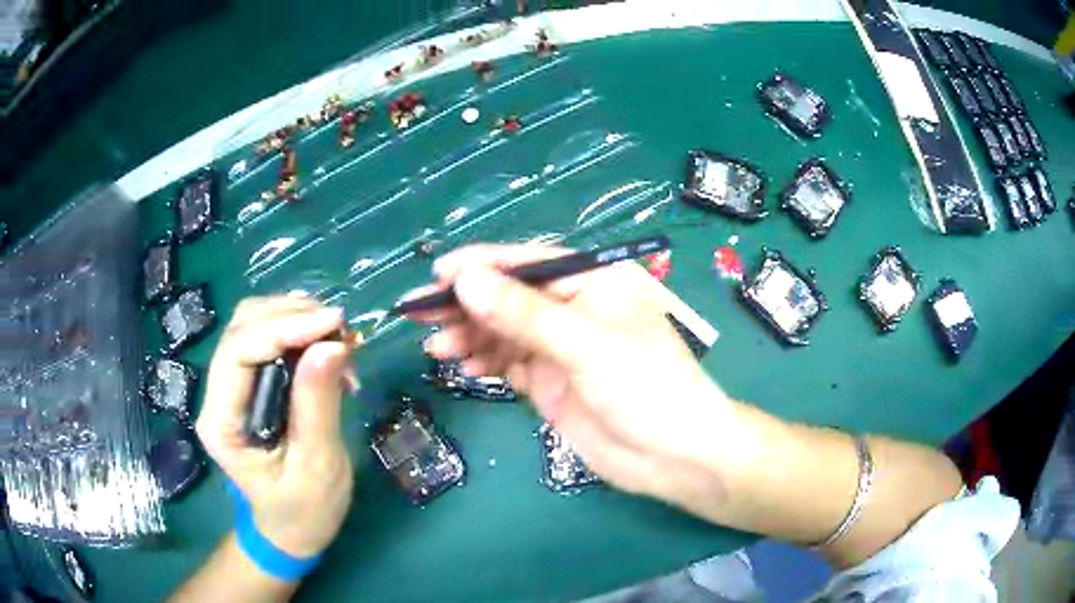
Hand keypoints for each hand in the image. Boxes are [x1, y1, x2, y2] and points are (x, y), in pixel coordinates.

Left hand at [196, 297, 354, 557]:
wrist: (293, 528)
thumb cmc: (304, 510)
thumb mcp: (317, 466)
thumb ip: (318, 405)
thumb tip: (331, 344)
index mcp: (221, 422)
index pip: (238, 352)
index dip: (283, 328)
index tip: (335, 324)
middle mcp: (218, 395)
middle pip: (242, 328)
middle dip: (292, 317)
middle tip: (343, 330)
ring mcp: (232, 387)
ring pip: (254, 324)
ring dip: (298, 320)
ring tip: (340, 339)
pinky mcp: (251, 384)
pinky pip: (269, 338)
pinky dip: (301, 332)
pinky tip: (329, 348)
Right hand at [412, 244, 742, 504]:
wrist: (674, 457)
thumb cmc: (646, 388)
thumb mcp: (586, 345)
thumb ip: (524, 314)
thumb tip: (466, 280)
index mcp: (593, 281)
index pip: (528, 262)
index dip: (480, 266)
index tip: (436, 275)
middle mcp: (574, 308)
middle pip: (509, 297)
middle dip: (465, 304)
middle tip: (419, 314)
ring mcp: (561, 347)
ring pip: (504, 331)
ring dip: (469, 336)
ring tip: (437, 347)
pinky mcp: (551, 381)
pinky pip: (509, 363)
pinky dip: (485, 362)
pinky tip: (464, 367)